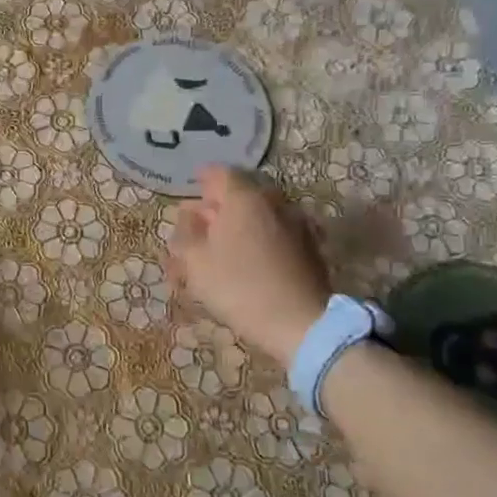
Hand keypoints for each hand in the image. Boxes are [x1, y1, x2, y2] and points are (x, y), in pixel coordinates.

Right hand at [167, 165, 331, 363]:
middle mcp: (273, 202)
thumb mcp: (195, 261)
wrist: (300, 323)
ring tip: (221, 248)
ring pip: (259, 215)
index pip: (219, 173)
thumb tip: (189, 214)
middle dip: (218, 206)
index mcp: (243, 198)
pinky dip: (258, 239)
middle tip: (198, 226)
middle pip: (240, 194)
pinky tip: (248, 261)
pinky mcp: (309, 248)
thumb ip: (186, 232)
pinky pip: (275, 233)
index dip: (201, 180)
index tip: (190, 191)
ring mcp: (296, 224)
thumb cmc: (238, 287)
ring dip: (238, 225)